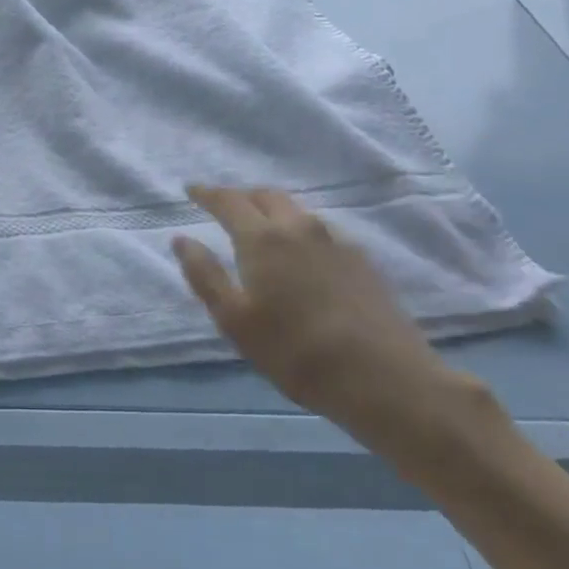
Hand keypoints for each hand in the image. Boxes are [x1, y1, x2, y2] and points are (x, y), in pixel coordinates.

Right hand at [173, 184, 467, 448]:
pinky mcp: (362, 260)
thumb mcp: (236, 321)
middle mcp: (299, 227)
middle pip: (265, 195)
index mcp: (262, 238)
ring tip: (261, 228)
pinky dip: (300, 229)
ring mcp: (336, 240)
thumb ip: (205, 276)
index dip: (207, 193)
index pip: (228, 201)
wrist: (385, 379)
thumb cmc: (296, 353)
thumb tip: (182, 239)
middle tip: (224, 208)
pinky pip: (321, 229)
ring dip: (272, 210)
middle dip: (241, 196)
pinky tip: (303, 254)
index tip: (191, 190)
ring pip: (296, 210)